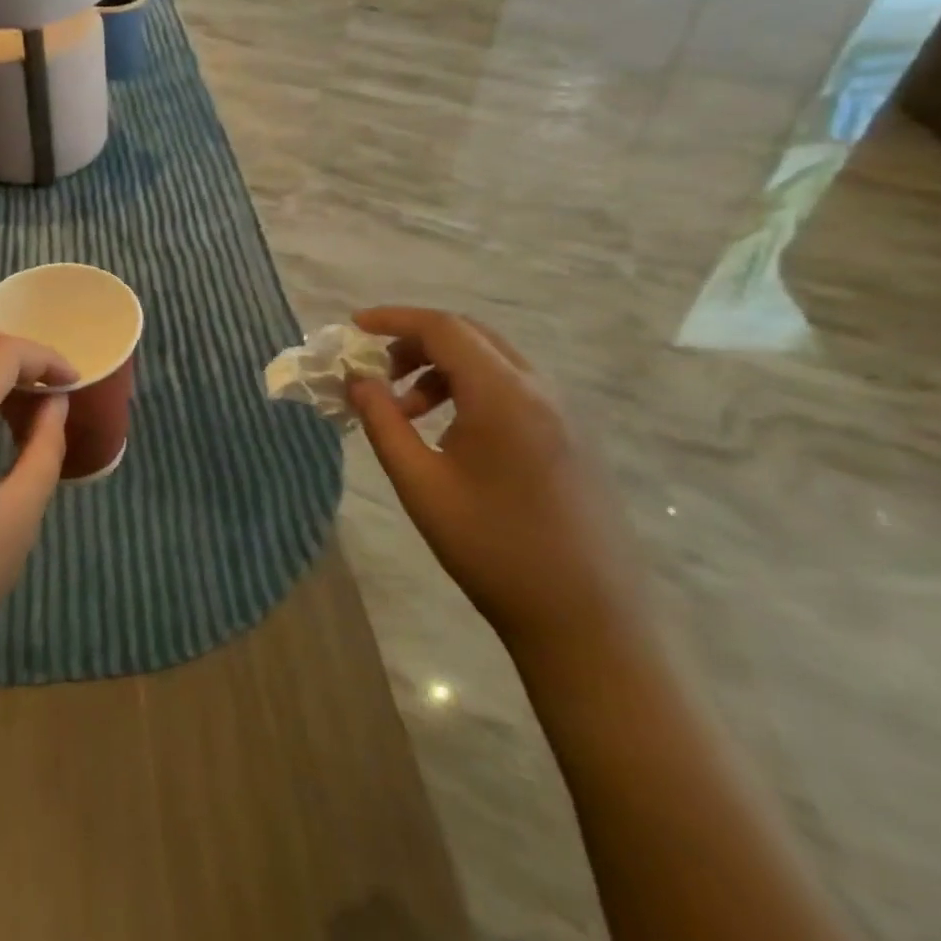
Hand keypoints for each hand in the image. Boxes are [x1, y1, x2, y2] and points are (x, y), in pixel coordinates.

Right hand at [346, 307, 646, 663]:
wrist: (587, 620)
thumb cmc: (492, 550)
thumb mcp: (421, 485)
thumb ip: (383, 423)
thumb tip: (357, 380)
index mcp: (504, 395)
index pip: (442, 328)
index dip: (393, 319)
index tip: (354, 328)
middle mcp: (540, 390)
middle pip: (469, 335)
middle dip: (415, 342)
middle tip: (377, 372)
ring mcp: (563, 413)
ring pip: (492, 361)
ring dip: (442, 369)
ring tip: (407, 414)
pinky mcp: (572, 436)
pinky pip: (513, 388)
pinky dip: (470, 389)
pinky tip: (451, 434)